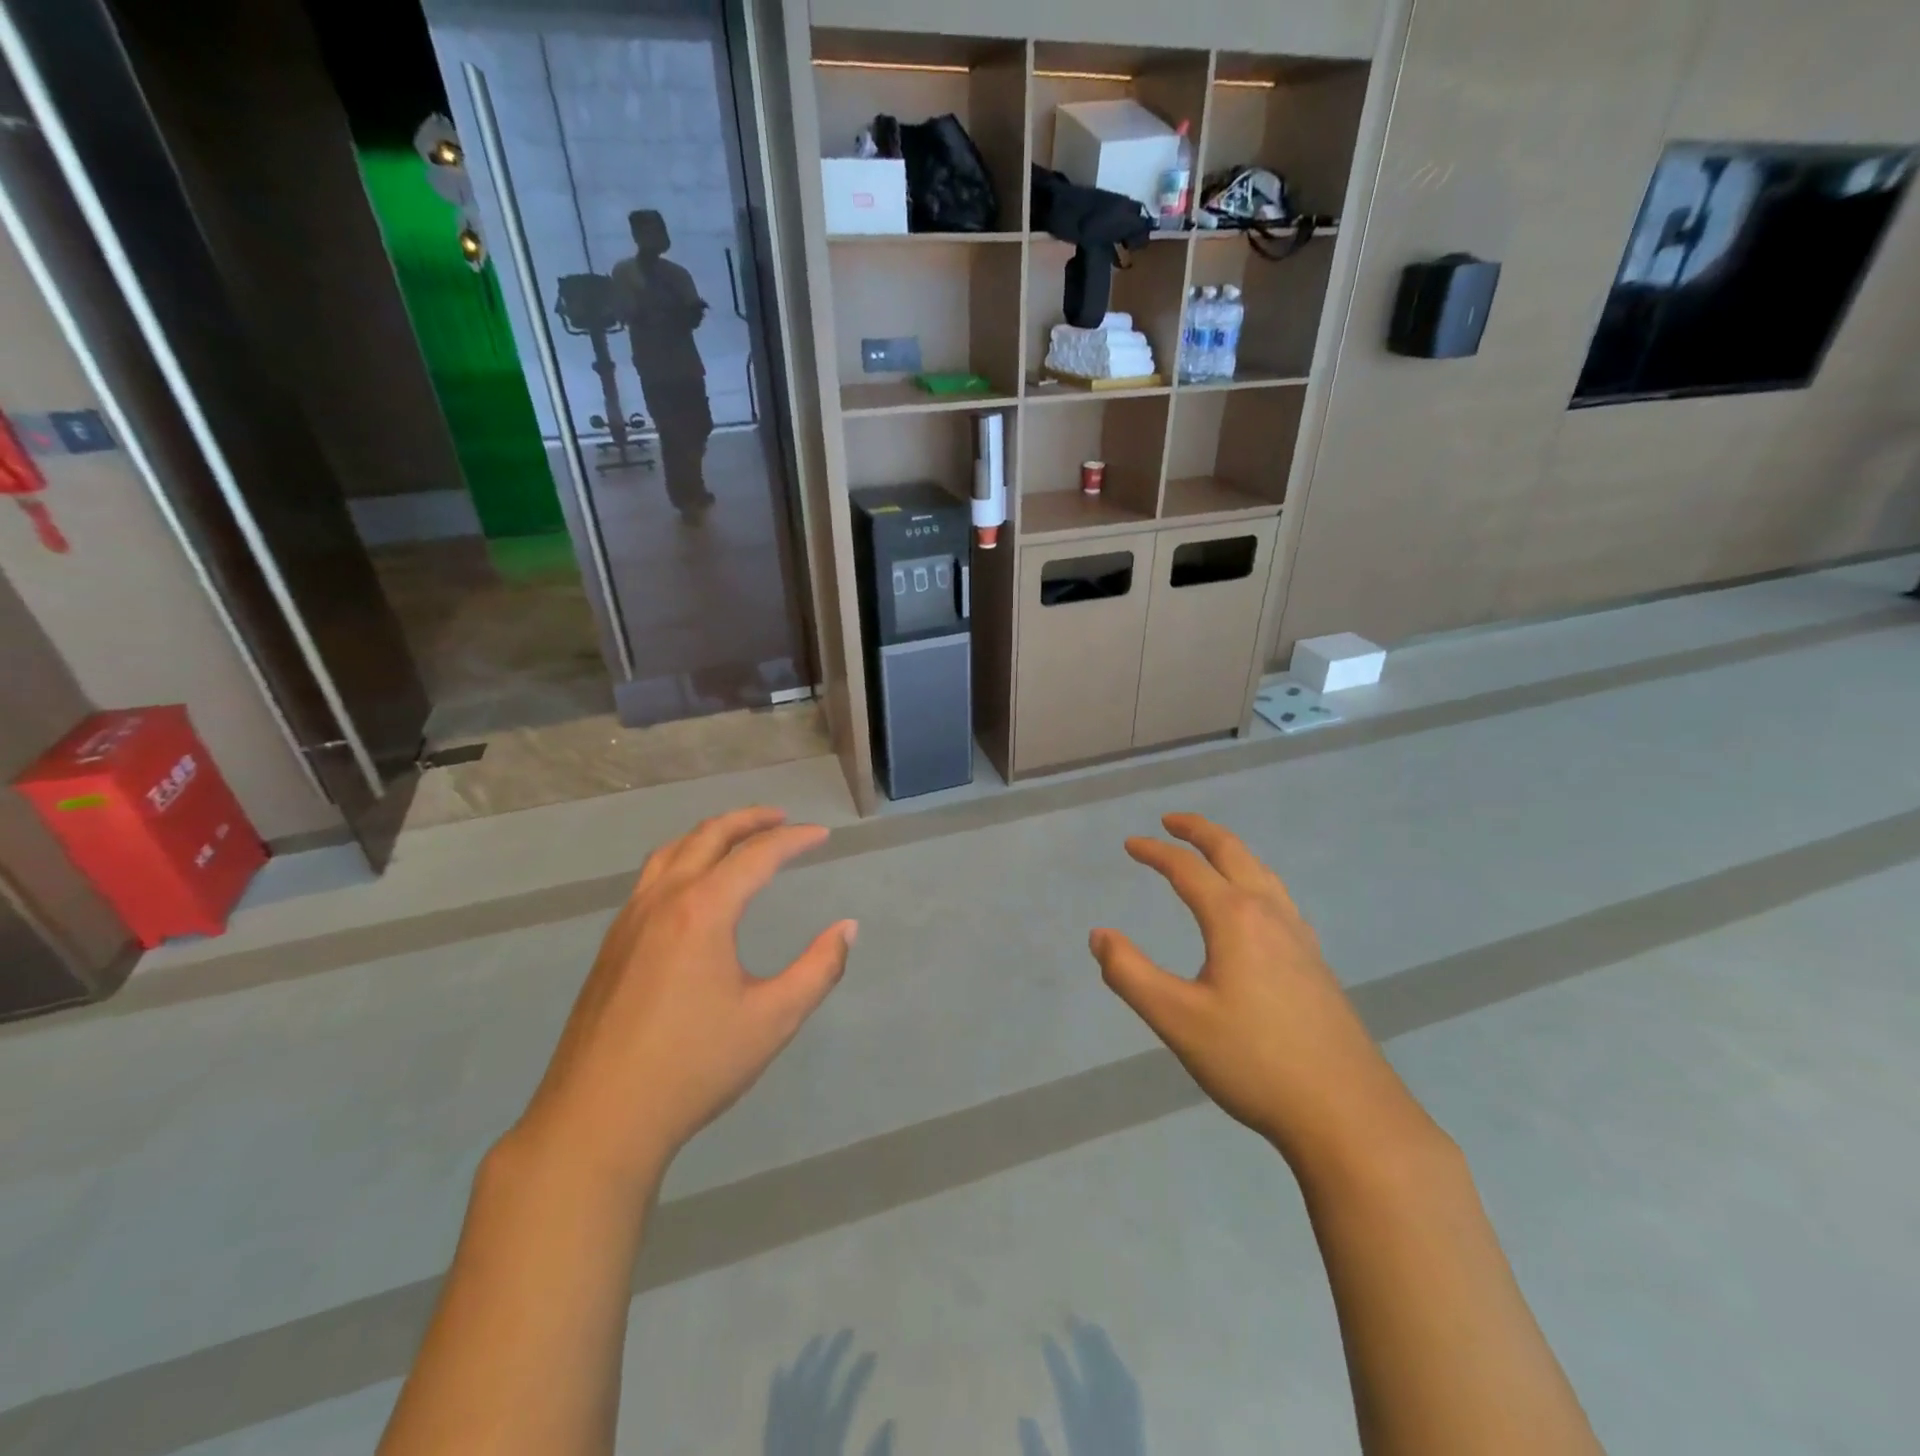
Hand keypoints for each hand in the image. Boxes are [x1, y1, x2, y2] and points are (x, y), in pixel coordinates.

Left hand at [516, 807, 855, 1185]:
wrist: (597, 1120)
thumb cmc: (693, 1067)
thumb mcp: (773, 1020)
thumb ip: (818, 969)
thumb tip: (847, 929)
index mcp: (702, 910)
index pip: (756, 855)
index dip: (794, 840)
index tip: (823, 836)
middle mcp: (662, 900)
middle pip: (708, 836)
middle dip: (749, 820)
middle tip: (782, 819)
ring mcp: (629, 921)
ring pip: (672, 852)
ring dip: (710, 835)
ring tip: (738, 839)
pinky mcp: (611, 945)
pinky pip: (651, 878)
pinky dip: (682, 859)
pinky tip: (694, 887)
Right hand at [1090, 814, 1431, 1171]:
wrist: (1348, 1114)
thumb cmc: (1254, 1061)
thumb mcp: (1176, 1020)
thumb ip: (1129, 973)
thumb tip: (1099, 935)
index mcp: (1235, 918)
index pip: (1187, 869)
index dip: (1155, 852)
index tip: (1130, 845)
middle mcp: (1270, 915)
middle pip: (1233, 853)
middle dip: (1200, 831)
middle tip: (1172, 821)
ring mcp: (1300, 938)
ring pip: (1263, 873)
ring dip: (1231, 852)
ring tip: (1211, 852)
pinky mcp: (1316, 964)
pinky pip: (1280, 899)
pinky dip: (1255, 880)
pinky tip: (1256, 908)